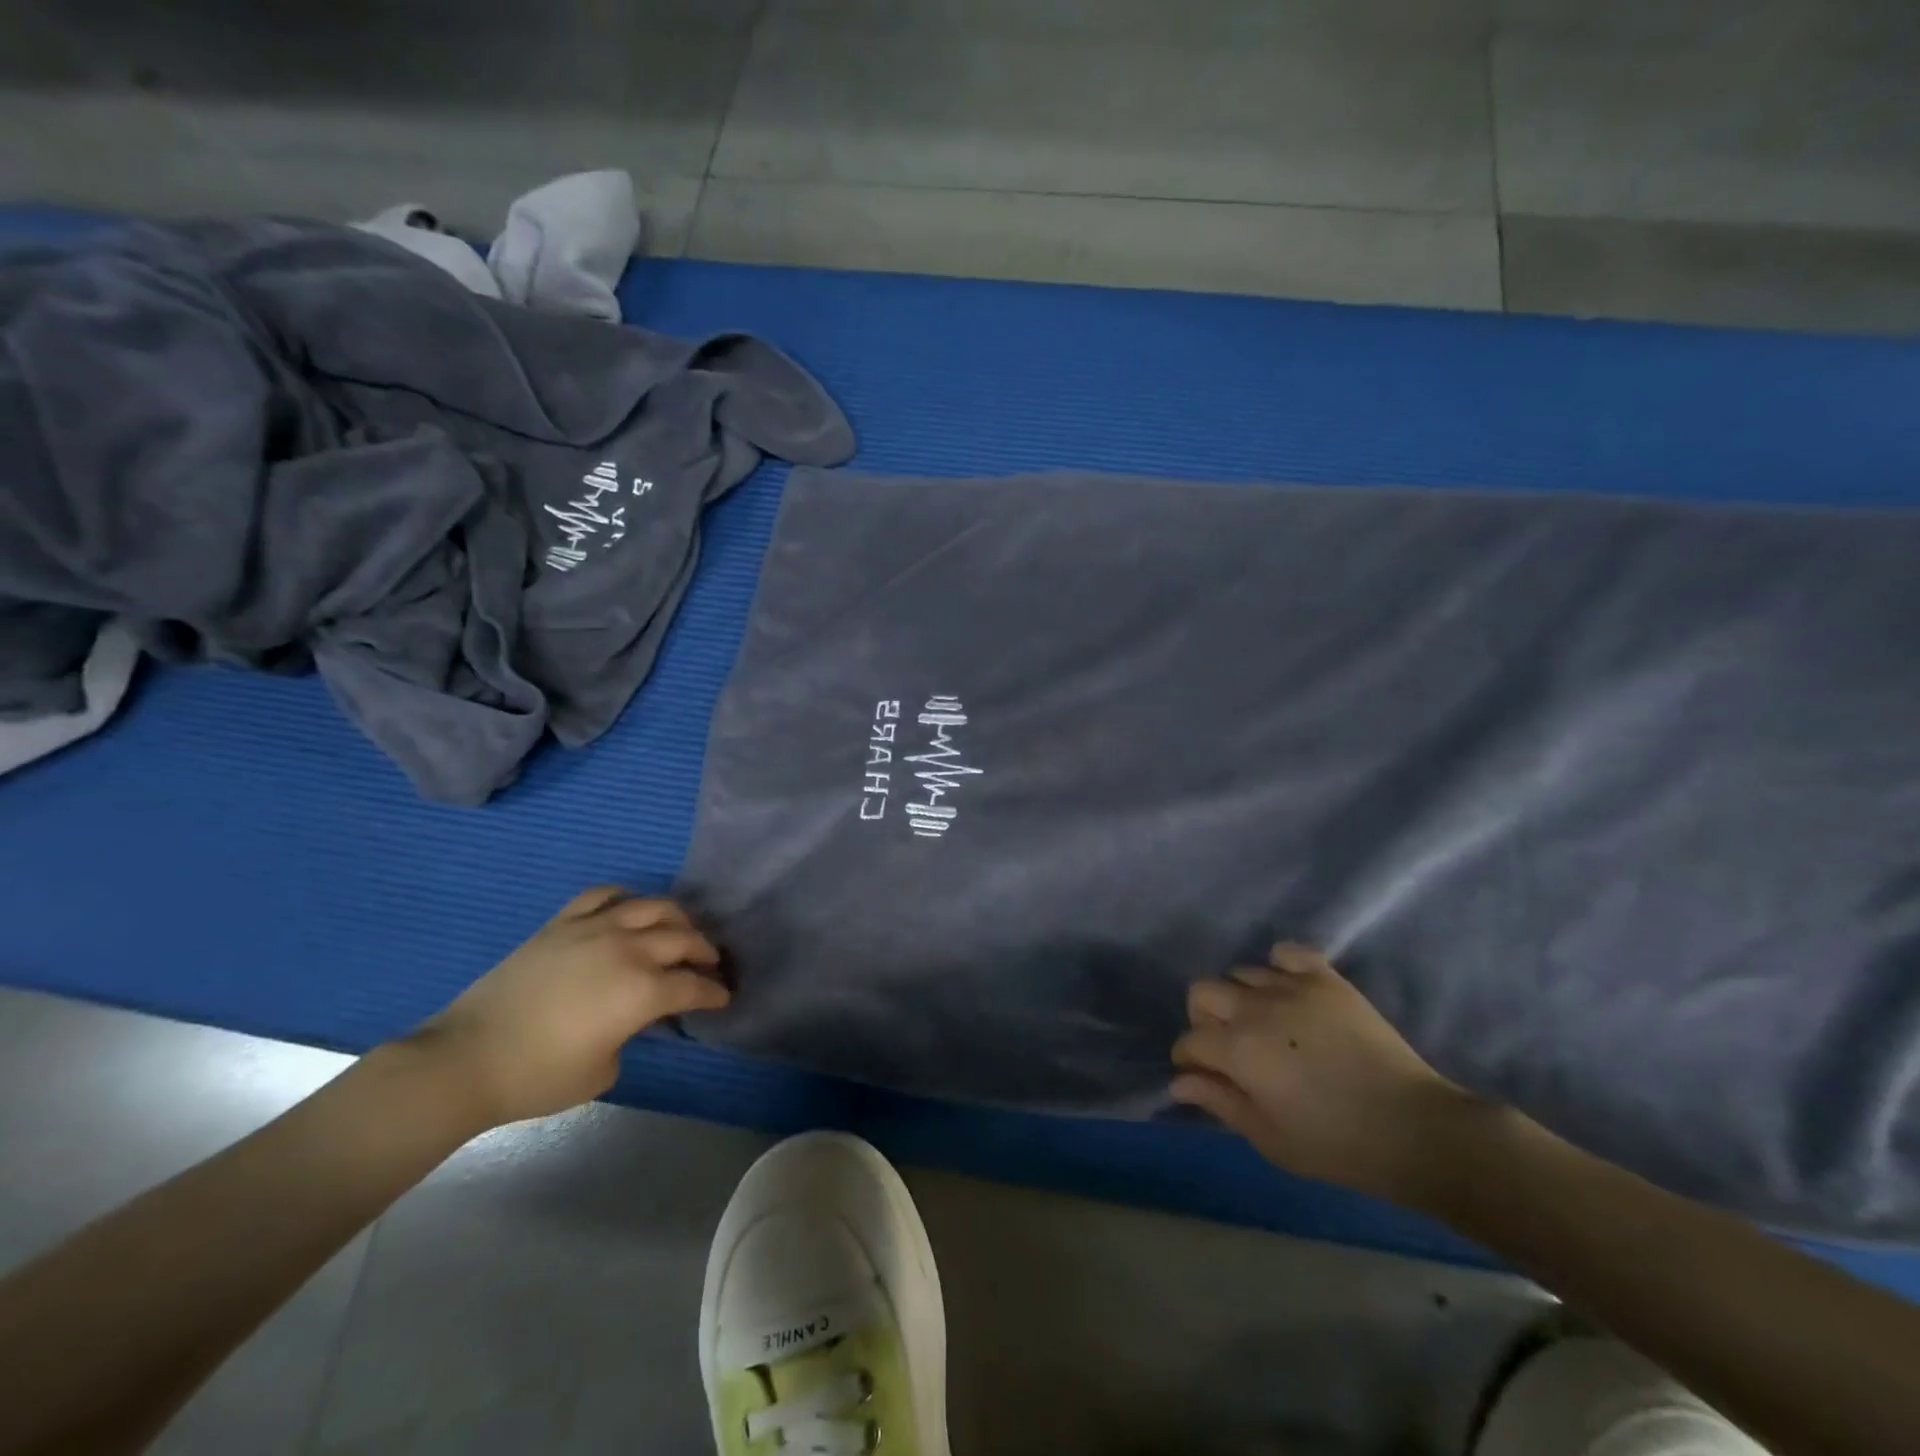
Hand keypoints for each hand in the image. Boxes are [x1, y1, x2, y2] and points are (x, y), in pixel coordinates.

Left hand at [405, 887, 729, 1129]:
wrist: (467, 1059)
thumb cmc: (539, 1076)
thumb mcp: (604, 1069)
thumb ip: (631, 1034)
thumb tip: (632, 1017)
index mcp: (644, 990)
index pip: (694, 985)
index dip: (714, 992)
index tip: (723, 996)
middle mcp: (628, 949)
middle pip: (683, 938)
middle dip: (704, 951)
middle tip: (709, 964)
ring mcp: (594, 929)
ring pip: (652, 906)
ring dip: (676, 917)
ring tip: (679, 930)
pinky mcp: (562, 923)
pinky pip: (603, 895)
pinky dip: (625, 898)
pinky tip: (629, 909)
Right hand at [1171, 943, 1474, 1203]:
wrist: (1414, 1129)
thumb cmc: (1336, 1144)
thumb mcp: (1269, 1138)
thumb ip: (1220, 1102)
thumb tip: (1178, 1082)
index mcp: (1237, 1050)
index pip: (1190, 1040)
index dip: (1189, 1059)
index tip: (1202, 1074)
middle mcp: (1255, 1009)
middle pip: (1202, 992)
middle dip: (1204, 1019)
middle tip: (1229, 1046)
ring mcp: (1291, 987)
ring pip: (1240, 973)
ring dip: (1240, 997)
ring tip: (1263, 1022)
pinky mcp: (1325, 979)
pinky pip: (1287, 953)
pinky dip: (1279, 966)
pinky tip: (1288, 991)